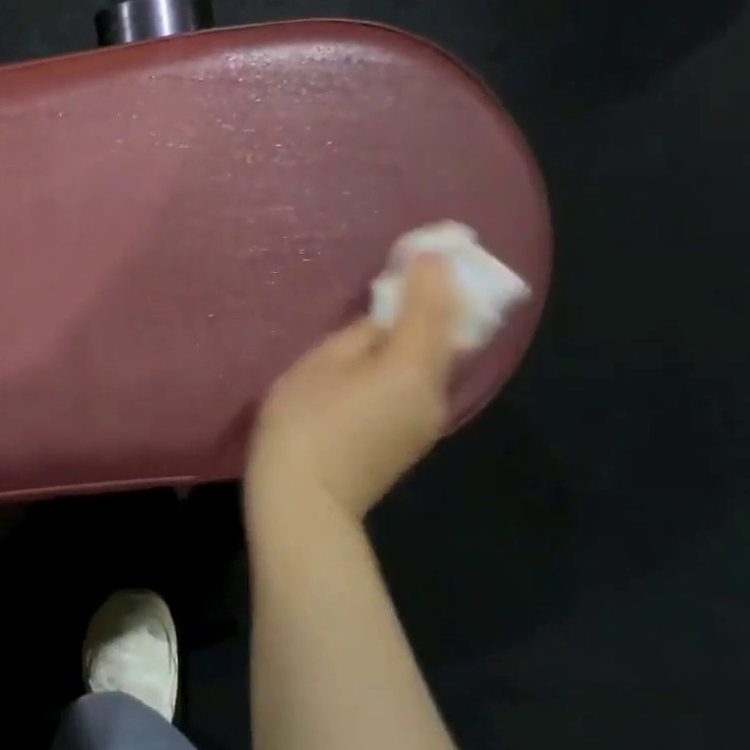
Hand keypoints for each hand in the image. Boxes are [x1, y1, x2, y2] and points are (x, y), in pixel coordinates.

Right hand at [247, 253, 464, 522]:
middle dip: (441, 299)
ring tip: (413, 304)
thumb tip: (384, 325)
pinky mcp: (411, 439)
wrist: (306, 502)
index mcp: (410, 369)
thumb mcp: (319, 367)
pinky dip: (416, 358)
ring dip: (429, 330)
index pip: (431, 310)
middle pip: (446, 337)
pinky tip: (397, 351)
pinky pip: (422, 385)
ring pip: (436, 363)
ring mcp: (426, 421)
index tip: (432, 247)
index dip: (431, 276)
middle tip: (431, 269)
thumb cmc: (303, 425)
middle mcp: (432, 393)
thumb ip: (358, 337)